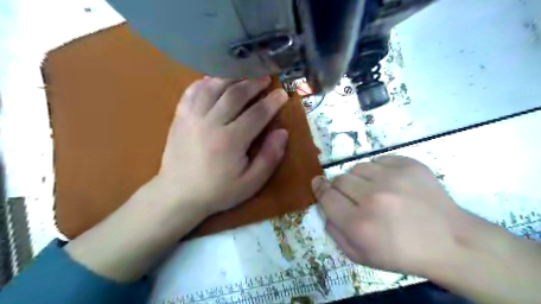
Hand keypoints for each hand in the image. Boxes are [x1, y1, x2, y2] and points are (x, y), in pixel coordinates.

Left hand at [154, 76, 288, 215]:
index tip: (282, 93)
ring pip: (213, 87)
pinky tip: (214, 81)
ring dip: (231, 78)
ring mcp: (192, 117)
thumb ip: (269, 157)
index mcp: (231, 141)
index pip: (257, 113)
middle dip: (253, 84)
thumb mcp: (251, 182)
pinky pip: (192, 92)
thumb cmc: (218, 191)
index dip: (272, 102)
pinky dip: (204, 82)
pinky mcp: (180, 117)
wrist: (178, 195)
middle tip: (265, 78)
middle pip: (235, 95)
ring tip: (244, 75)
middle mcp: (211, 123)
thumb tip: (282, 132)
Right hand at [313, 155, 474, 276]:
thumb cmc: (402, 254)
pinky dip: (378, 170)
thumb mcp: (361, 256)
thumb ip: (335, 233)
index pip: (326, 196)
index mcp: (359, 224)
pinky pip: (378, 160)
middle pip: (339, 179)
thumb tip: (325, 208)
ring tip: (374, 190)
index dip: (319, 188)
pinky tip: (390, 184)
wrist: (450, 242)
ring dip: (359, 178)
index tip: (318, 183)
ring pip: (357, 167)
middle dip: (340, 187)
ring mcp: (392, 178)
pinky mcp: (408, 165)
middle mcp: (372, 198)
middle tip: (354, 196)